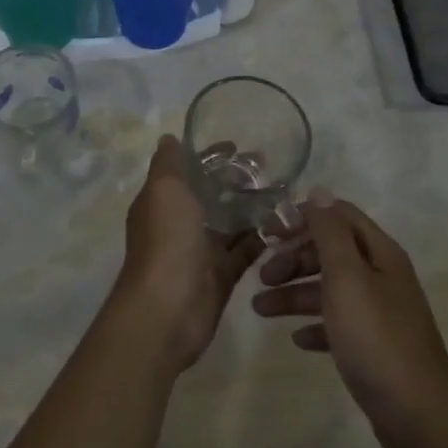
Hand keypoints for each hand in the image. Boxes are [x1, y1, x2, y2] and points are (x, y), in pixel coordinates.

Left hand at [109, 136, 263, 375]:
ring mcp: (201, 250)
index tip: (238, 146)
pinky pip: (245, 251)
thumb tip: (169, 139)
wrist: (168, 309)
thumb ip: (168, 163)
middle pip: (212, 195)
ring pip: (231, 222)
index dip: (210, 157)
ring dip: (252, 207)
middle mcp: (179, 223)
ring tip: (284, 191)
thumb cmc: (166, 241)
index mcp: (162, 202)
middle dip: (236, 180)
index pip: (187, 171)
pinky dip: (262, 239)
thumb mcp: (164, 190)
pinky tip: (284, 223)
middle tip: (269, 167)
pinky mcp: (222, 274)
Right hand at [252, 193, 447, 447]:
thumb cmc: (376, 338)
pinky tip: (297, 339)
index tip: (268, 233)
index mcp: (379, 253)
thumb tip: (319, 191)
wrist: (418, 413)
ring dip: (295, 293)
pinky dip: (315, 325)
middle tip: (262, 276)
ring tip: (260, 309)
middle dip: (294, 258)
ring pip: (330, 289)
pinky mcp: (374, 346)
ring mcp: (379, 312)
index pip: (338, 216)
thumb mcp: (347, 278)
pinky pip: (338, 325)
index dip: (303, 218)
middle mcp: (381, 276)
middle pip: (331, 252)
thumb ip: (330, 234)